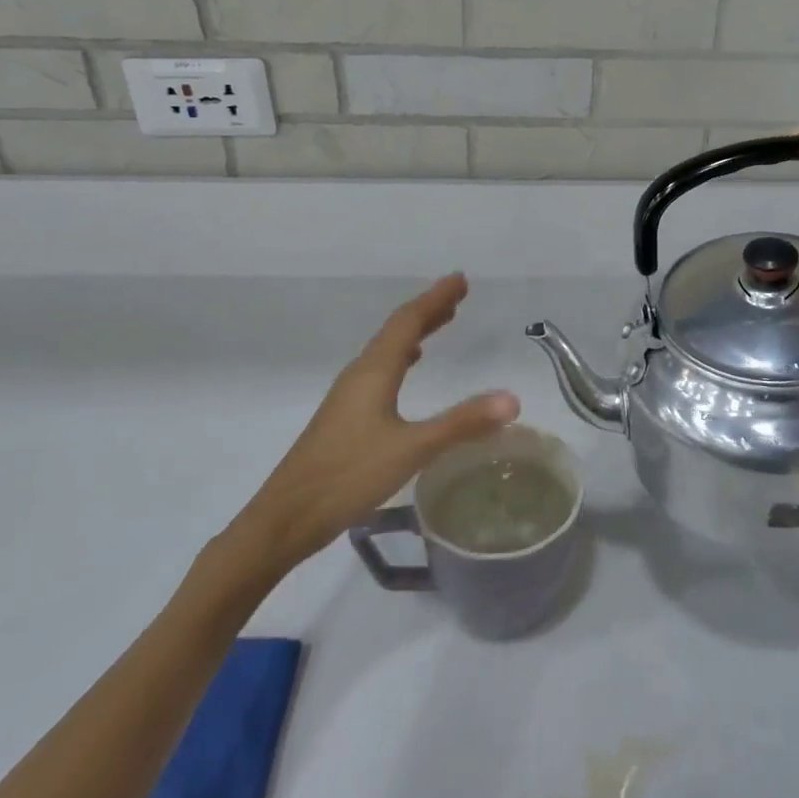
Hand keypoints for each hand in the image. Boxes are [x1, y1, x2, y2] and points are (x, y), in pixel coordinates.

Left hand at [221, 274, 518, 578]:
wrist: (286, 518)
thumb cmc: (348, 475)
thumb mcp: (412, 449)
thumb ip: (462, 423)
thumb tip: (512, 399)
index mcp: (374, 372)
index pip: (409, 321)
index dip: (436, 298)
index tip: (460, 279)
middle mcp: (360, 375)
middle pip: (397, 330)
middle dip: (428, 310)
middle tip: (458, 295)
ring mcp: (349, 396)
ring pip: (387, 350)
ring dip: (415, 332)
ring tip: (441, 323)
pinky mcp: (345, 417)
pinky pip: (380, 370)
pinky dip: (401, 357)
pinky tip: (407, 369)